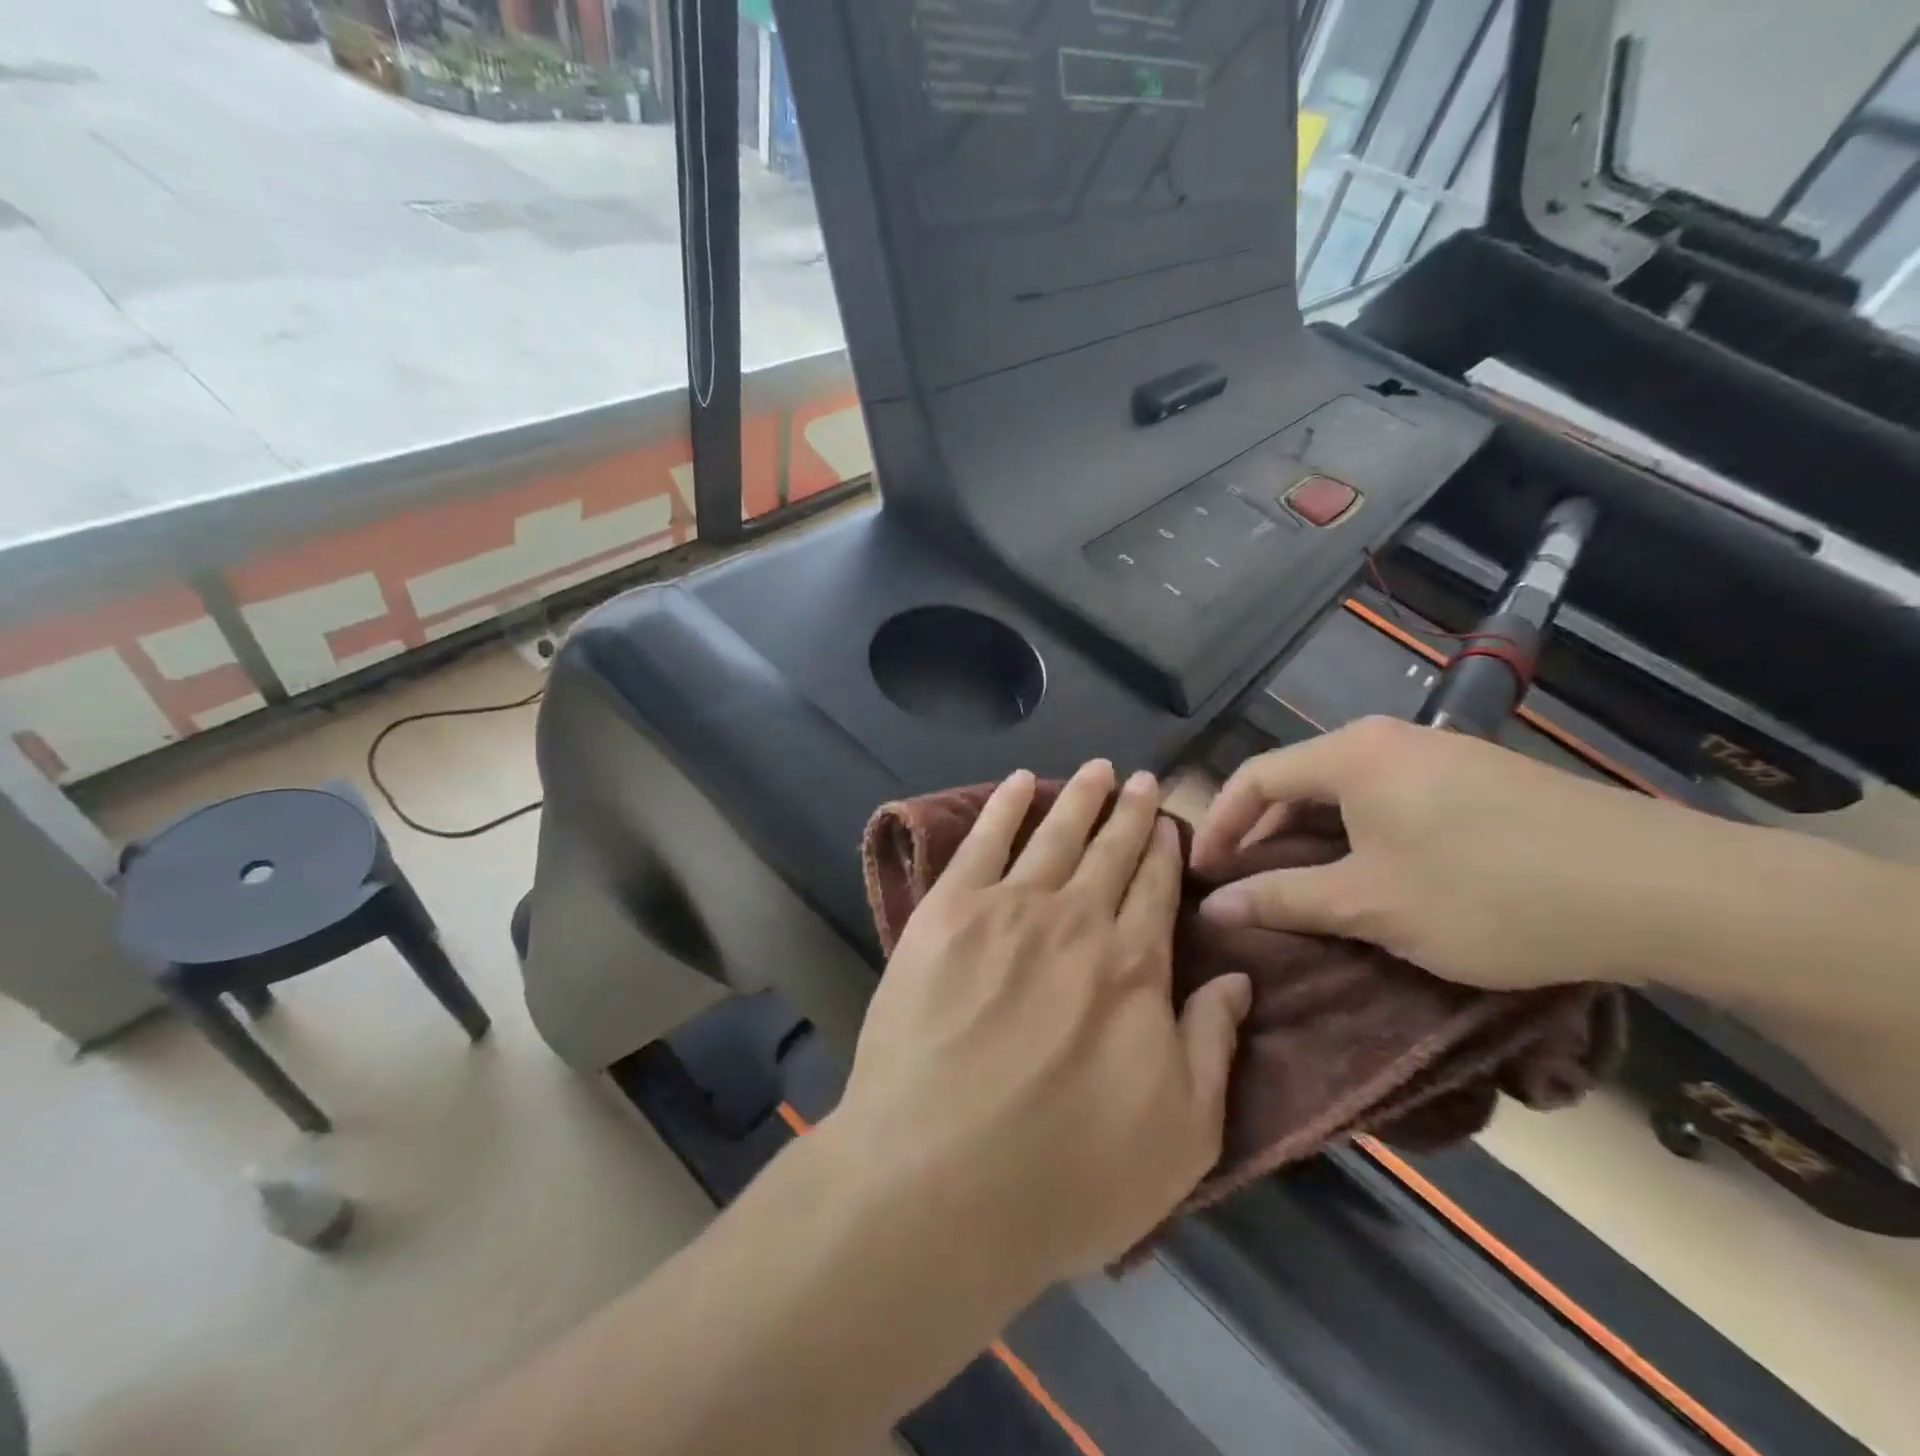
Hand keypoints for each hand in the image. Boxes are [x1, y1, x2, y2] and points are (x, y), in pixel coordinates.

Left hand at [829, 761, 1252, 1292]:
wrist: (937, 1181)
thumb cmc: (1067, 1176)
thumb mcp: (1181, 1135)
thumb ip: (1213, 1045)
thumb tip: (1236, 979)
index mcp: (1135, 968)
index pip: (1157, 889)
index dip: (1165, 851)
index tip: (1169, 823)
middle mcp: (1077, 920)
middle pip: (1111, 850)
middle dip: (1131, 812)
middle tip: (1142, 779)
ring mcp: (1008, 909)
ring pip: (1056, 834)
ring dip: (1080, 797)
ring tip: (1098, 769)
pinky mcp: (946, 913)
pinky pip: (982, 841)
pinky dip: (1004, 805)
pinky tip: (1020, 782)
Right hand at [1190, 717, 1739, 988]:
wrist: (1660, 889)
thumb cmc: (1487, 893)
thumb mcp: (1371, 905)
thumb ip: (1282, 899)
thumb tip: (1212, 907)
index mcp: (1351, 755)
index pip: (1255, 777)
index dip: (1219, 826)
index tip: (1201, 875)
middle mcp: (1388, 739)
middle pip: (1299, 782)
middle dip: (1264, 835)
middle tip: (1248, 888)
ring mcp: (1438, 755)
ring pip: (1347, 794)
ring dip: (1314, 840)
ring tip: (1305, 890)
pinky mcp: (1478, 780)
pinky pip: (1391, 802)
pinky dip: (1362, 838)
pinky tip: (1375, 878)